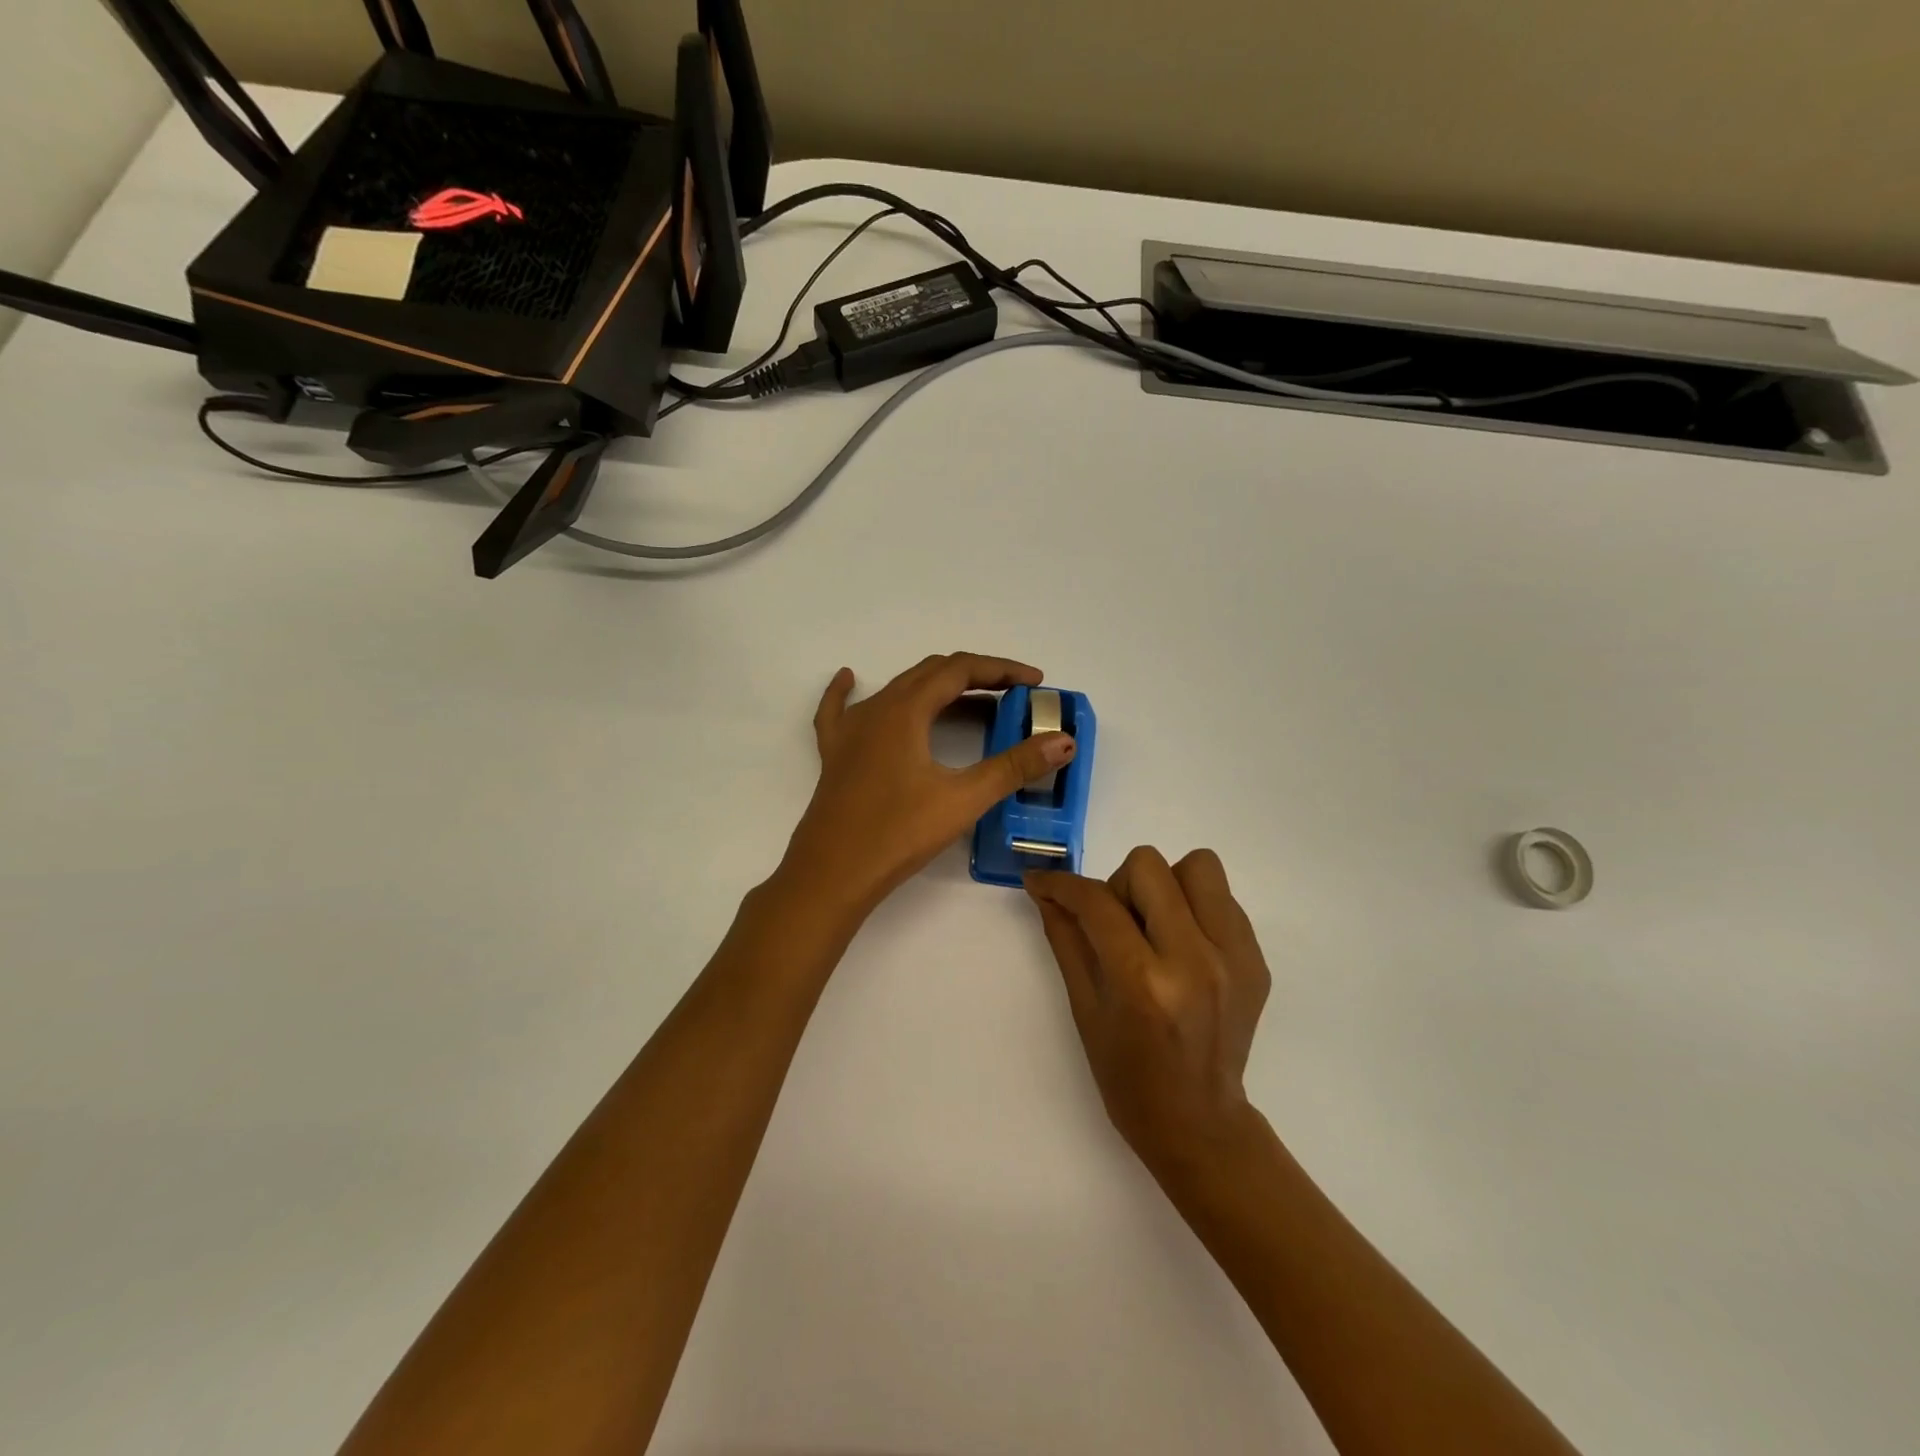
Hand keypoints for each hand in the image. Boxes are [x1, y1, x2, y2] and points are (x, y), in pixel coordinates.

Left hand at [779, 654, 1076, 918]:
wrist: (832, 875)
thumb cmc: (898, 834)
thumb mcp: (963, 799)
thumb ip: (1014, 766)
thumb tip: (1063, 741)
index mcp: (905, 710)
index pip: (960, 670)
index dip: (1001, 670)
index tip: (1034, 682)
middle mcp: (876, 708)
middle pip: (930, 673)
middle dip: (975, 677)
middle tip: (1012, 695)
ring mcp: (849, 730)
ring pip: (897, 690)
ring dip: (936, 688)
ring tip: (970, 702)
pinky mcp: (834, 754)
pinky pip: (840, 710)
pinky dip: (848, 691)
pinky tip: (849, 678)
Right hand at [1026, 847, 1271, 1181]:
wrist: (1198, 1121)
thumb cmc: (1126, 1074)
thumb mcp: (1084, 1008)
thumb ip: (1065, 938)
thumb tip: (1042, 889)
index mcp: (1143, 982)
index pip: (1097, 903)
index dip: (1061, 884)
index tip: (1041, 882)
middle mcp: (1195, 960)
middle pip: (1149, 866)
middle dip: (1118, 886)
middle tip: (1116, 924)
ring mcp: (1235, 958)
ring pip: (1199, 866)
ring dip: (1166, 886)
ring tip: (1156, 926)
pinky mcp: (1257, 959)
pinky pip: (1224, 898)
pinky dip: (1195, 909)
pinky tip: (1183, 946)